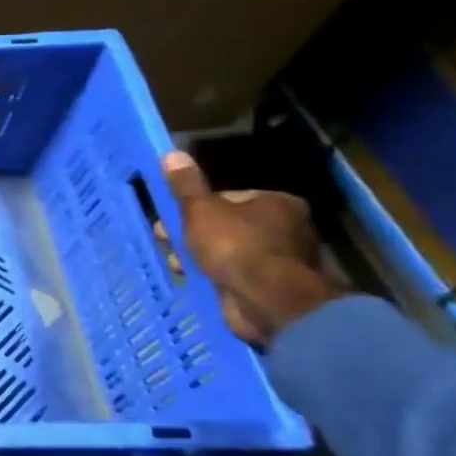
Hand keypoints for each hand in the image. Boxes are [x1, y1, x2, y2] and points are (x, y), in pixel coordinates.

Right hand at [160, 151, 348, 344]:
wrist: (266, 300)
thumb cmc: (234, 245)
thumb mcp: (199, 210)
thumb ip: (185, 186)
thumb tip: (172, 154)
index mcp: (278, 203)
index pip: (228, 198)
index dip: (195, 208)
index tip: (171, 220)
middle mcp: (288, 229)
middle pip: (227, 225)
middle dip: (194, 235)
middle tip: (167, 242)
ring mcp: (283, 261)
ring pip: (229, 252)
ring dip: (201, 258)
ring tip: (177, 266)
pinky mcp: (274, 288)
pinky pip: (235, 276)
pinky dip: (215, 277)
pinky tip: (195, 281)